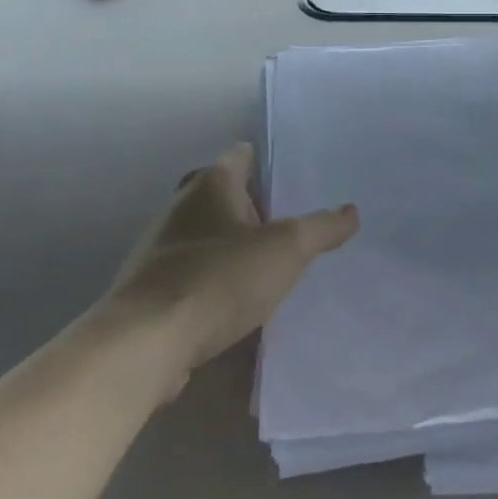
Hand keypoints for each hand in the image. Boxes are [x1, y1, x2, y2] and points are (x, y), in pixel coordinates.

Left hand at [107, 143, 357, 368]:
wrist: (145, 343)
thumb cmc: (220, 278)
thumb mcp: (286, 249)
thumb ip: (321, 228)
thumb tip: (351, 212)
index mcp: (211, 183)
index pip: (242, 155)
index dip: (267, 162)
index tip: (294, 179)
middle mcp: (180, 205)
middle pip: (222, 194)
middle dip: (253, 207)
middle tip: (289, 225)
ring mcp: (160, 247)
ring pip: (205, 234)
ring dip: (232, 246)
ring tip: (268, 266)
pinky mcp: (150, 288)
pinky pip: (191, 272)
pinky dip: (212, 280)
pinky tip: (235, 303)